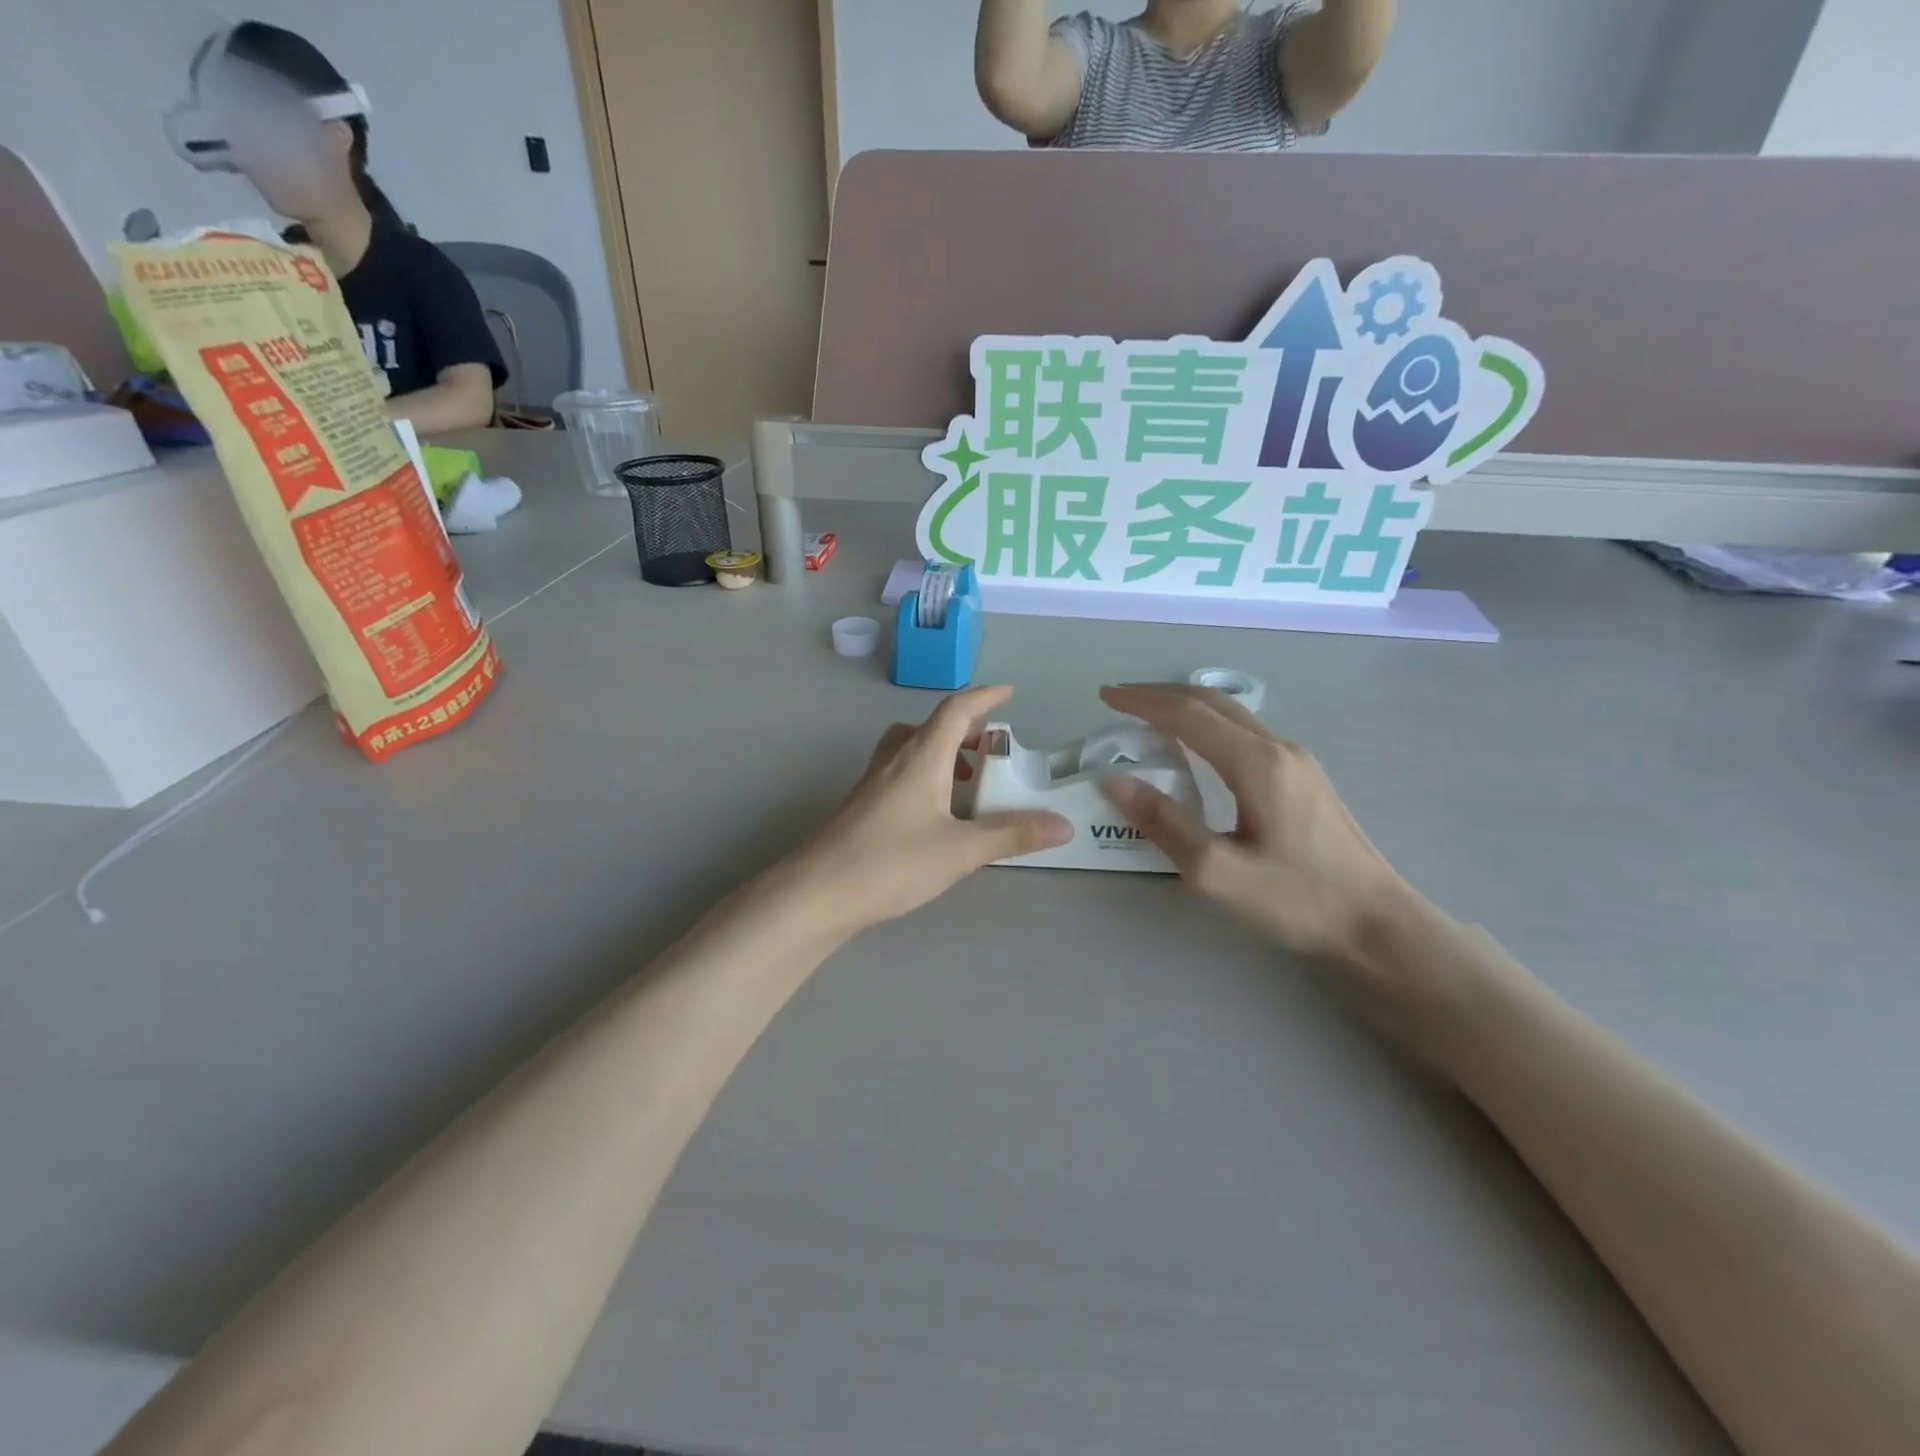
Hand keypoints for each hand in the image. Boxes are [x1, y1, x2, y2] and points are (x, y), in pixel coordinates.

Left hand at [786, 686, 1071, 934]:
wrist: (817, 892)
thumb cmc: (891, 862)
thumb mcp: (960, 850)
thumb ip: (1011, 835)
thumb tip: (1063, 825)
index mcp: (921, 757)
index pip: (956, 711)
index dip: (984, 697)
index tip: (1008, 693)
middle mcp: (894, 760)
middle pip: (931, 727)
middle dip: (965, 730)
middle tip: (992, 749)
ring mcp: (872, 782)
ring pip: (912, 749)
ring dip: (943, 753)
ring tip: (968, 782)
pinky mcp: (860, 805)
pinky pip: (899, 772)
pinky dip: (925, 775)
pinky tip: (934, 813)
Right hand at [1099, 684, 1412, 967]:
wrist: (1378, 923)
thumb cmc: (1297, 899)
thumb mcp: (1217, 872)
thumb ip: (1164, 823)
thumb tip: (1115, 781)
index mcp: (1255, 763)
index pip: (1186, 714)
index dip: (1141, 701)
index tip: (1104, 696)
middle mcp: (1277, 747)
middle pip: (1210, 702)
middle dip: (1159, 694)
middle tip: (1118, 699)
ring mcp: (1296, 760)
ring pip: (1230, 714)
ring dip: (1184, 706)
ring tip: (1147, 716)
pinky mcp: (1303, 776)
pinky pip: (1244, 731)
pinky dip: (1206, 724)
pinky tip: (1194, 744)